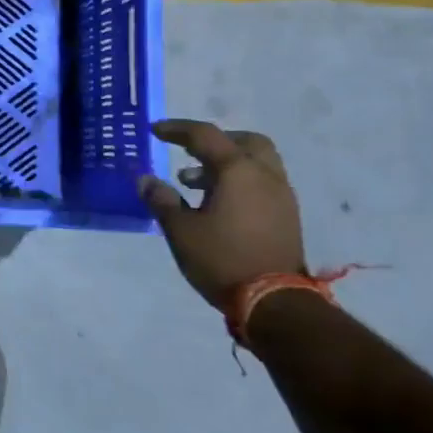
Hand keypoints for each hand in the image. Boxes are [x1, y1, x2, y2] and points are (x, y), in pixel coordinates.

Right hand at [138, 119, 304, 311]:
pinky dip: (241, 182)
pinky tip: (218, 204)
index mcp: (238, 171)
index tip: (155, 131)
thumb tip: (145, 180)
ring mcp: (282, 197)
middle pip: (245, 141)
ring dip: (228, 163)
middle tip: (190, 151)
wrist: (275, 303)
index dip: (177, 129)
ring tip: (194, 184)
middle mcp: (265, 176)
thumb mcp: (181, 230)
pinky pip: (263, 183)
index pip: (205, 135)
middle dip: (216, 141)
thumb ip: (162, 200)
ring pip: (258, 163)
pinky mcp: (287, 217)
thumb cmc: (222, 259)